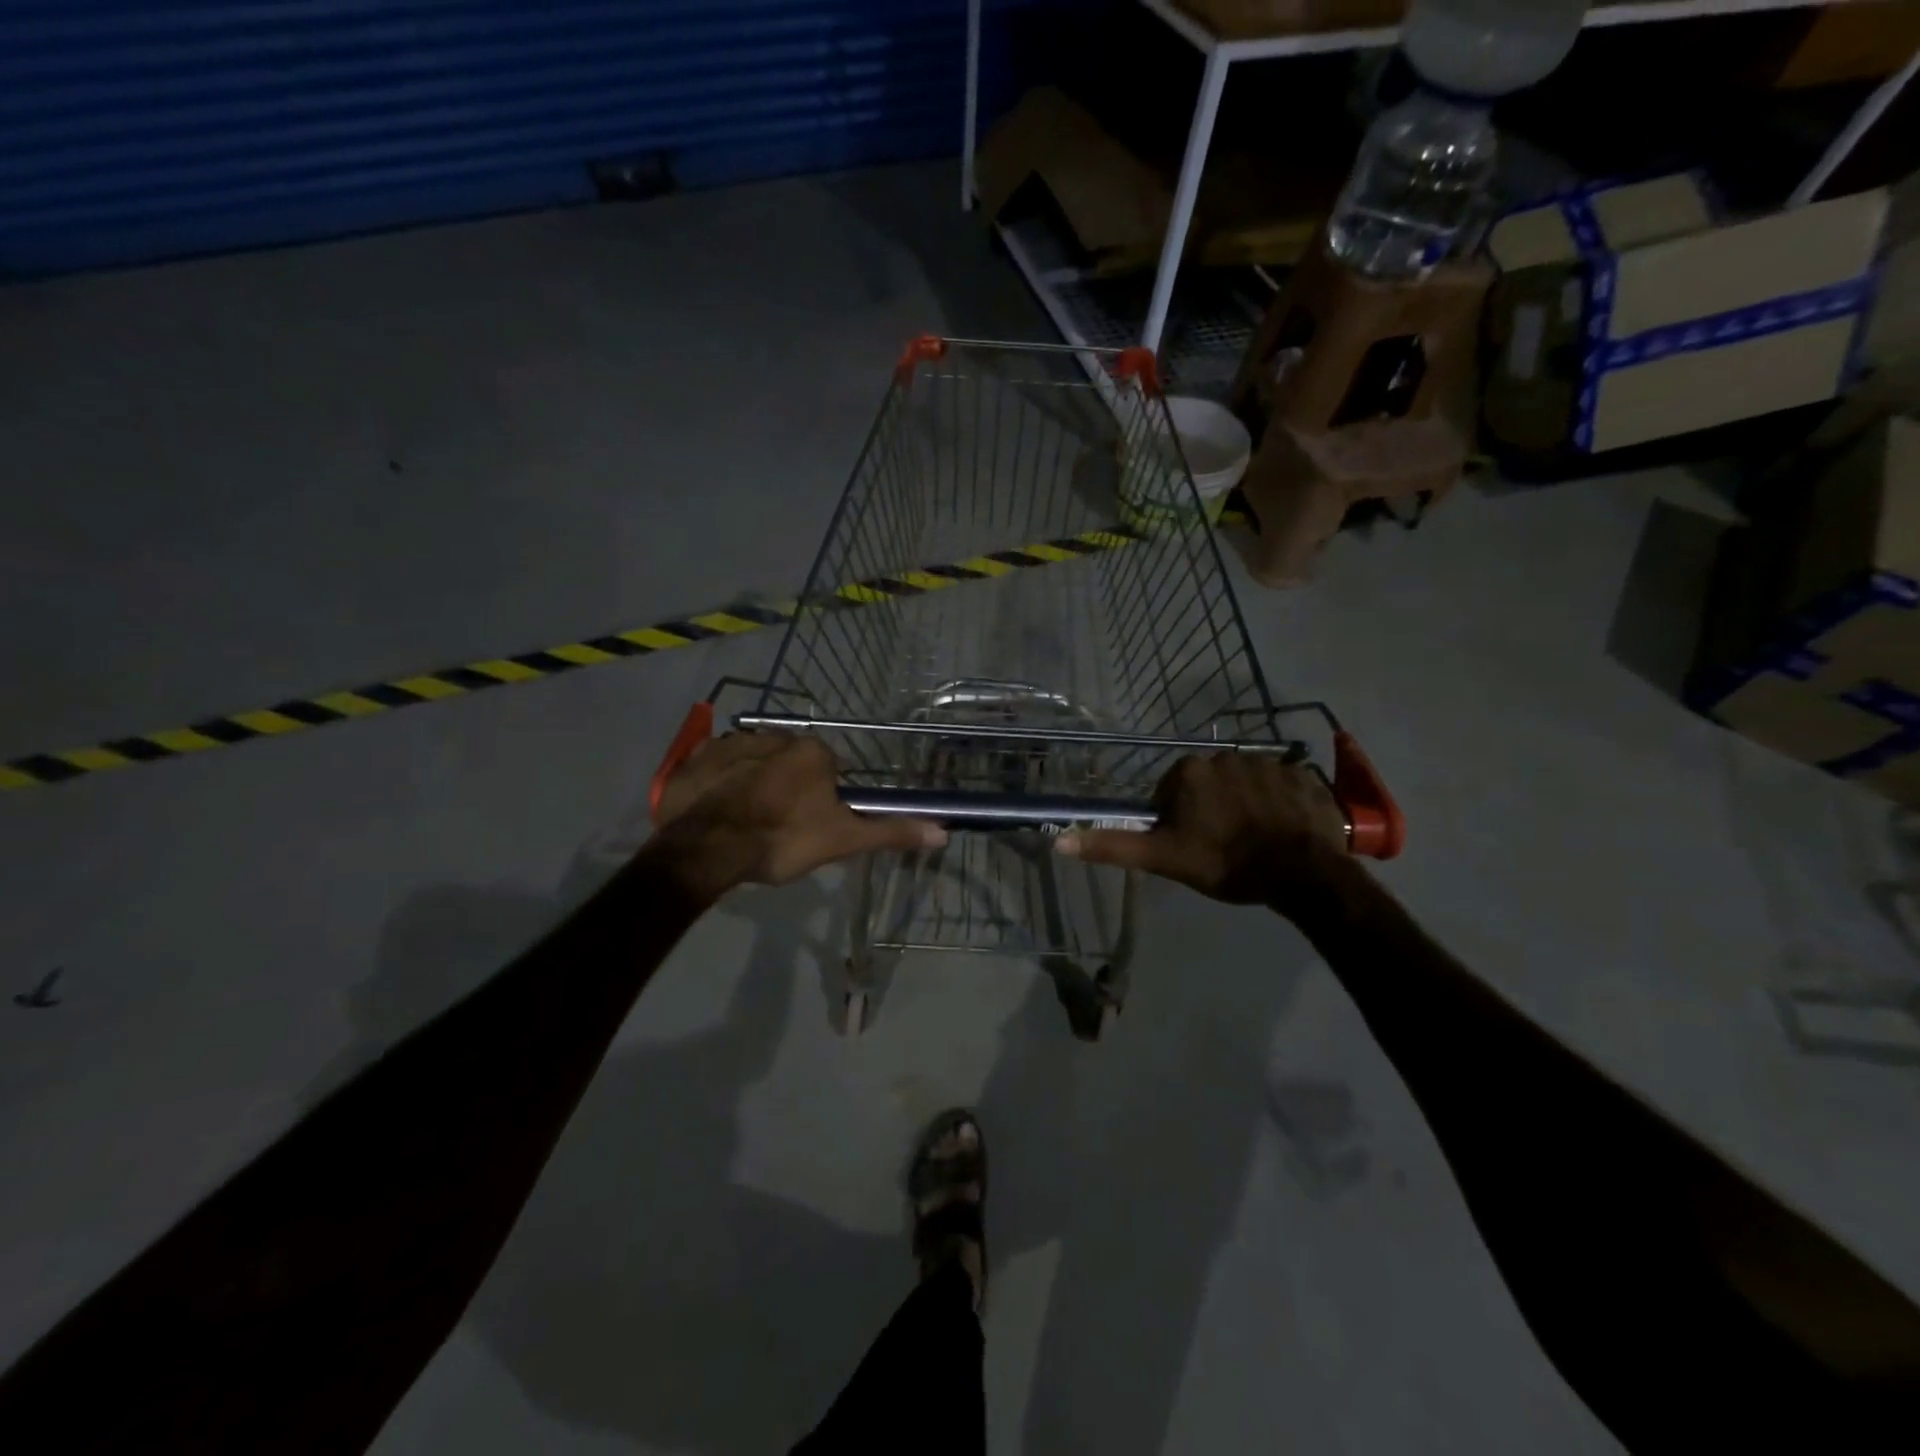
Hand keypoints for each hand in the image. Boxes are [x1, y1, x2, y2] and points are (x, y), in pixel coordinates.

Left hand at [647, 732, 946, 902]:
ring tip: (743, 823)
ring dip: (751, 783)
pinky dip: (718, 783)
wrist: (708, 848)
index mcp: (812, 751)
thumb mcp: (842, 840)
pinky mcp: (696, 756)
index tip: (808, 826)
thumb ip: (890, 832)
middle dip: (785, 788)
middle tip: (776, 827)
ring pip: (752, 762)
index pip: (826, 770)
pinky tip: (716, 810)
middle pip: (789, 762)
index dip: (819, 800)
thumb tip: (943, 832)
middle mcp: (774, 735)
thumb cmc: (782, 840)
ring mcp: (731, 742)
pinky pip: (715, 765)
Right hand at [1056, 753, 1348, 907]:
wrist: (1300, 873)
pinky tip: (1285, 828)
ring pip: (1245, 783)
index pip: (1172, 791)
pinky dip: (1280, 802)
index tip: (1194, 844)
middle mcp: (1225, 755)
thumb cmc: (1224, 863)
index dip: (1179, 819)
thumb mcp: (1163, 858)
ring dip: (1246, 803)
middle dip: (1213, 807)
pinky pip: (1282, 784)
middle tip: (1224, 844)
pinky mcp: (1303, 774)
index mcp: (1188, 771)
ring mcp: (1268, 761)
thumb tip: (1059, 839)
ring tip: (1257, 838)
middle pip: (1209, 783)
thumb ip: (1112, 845)